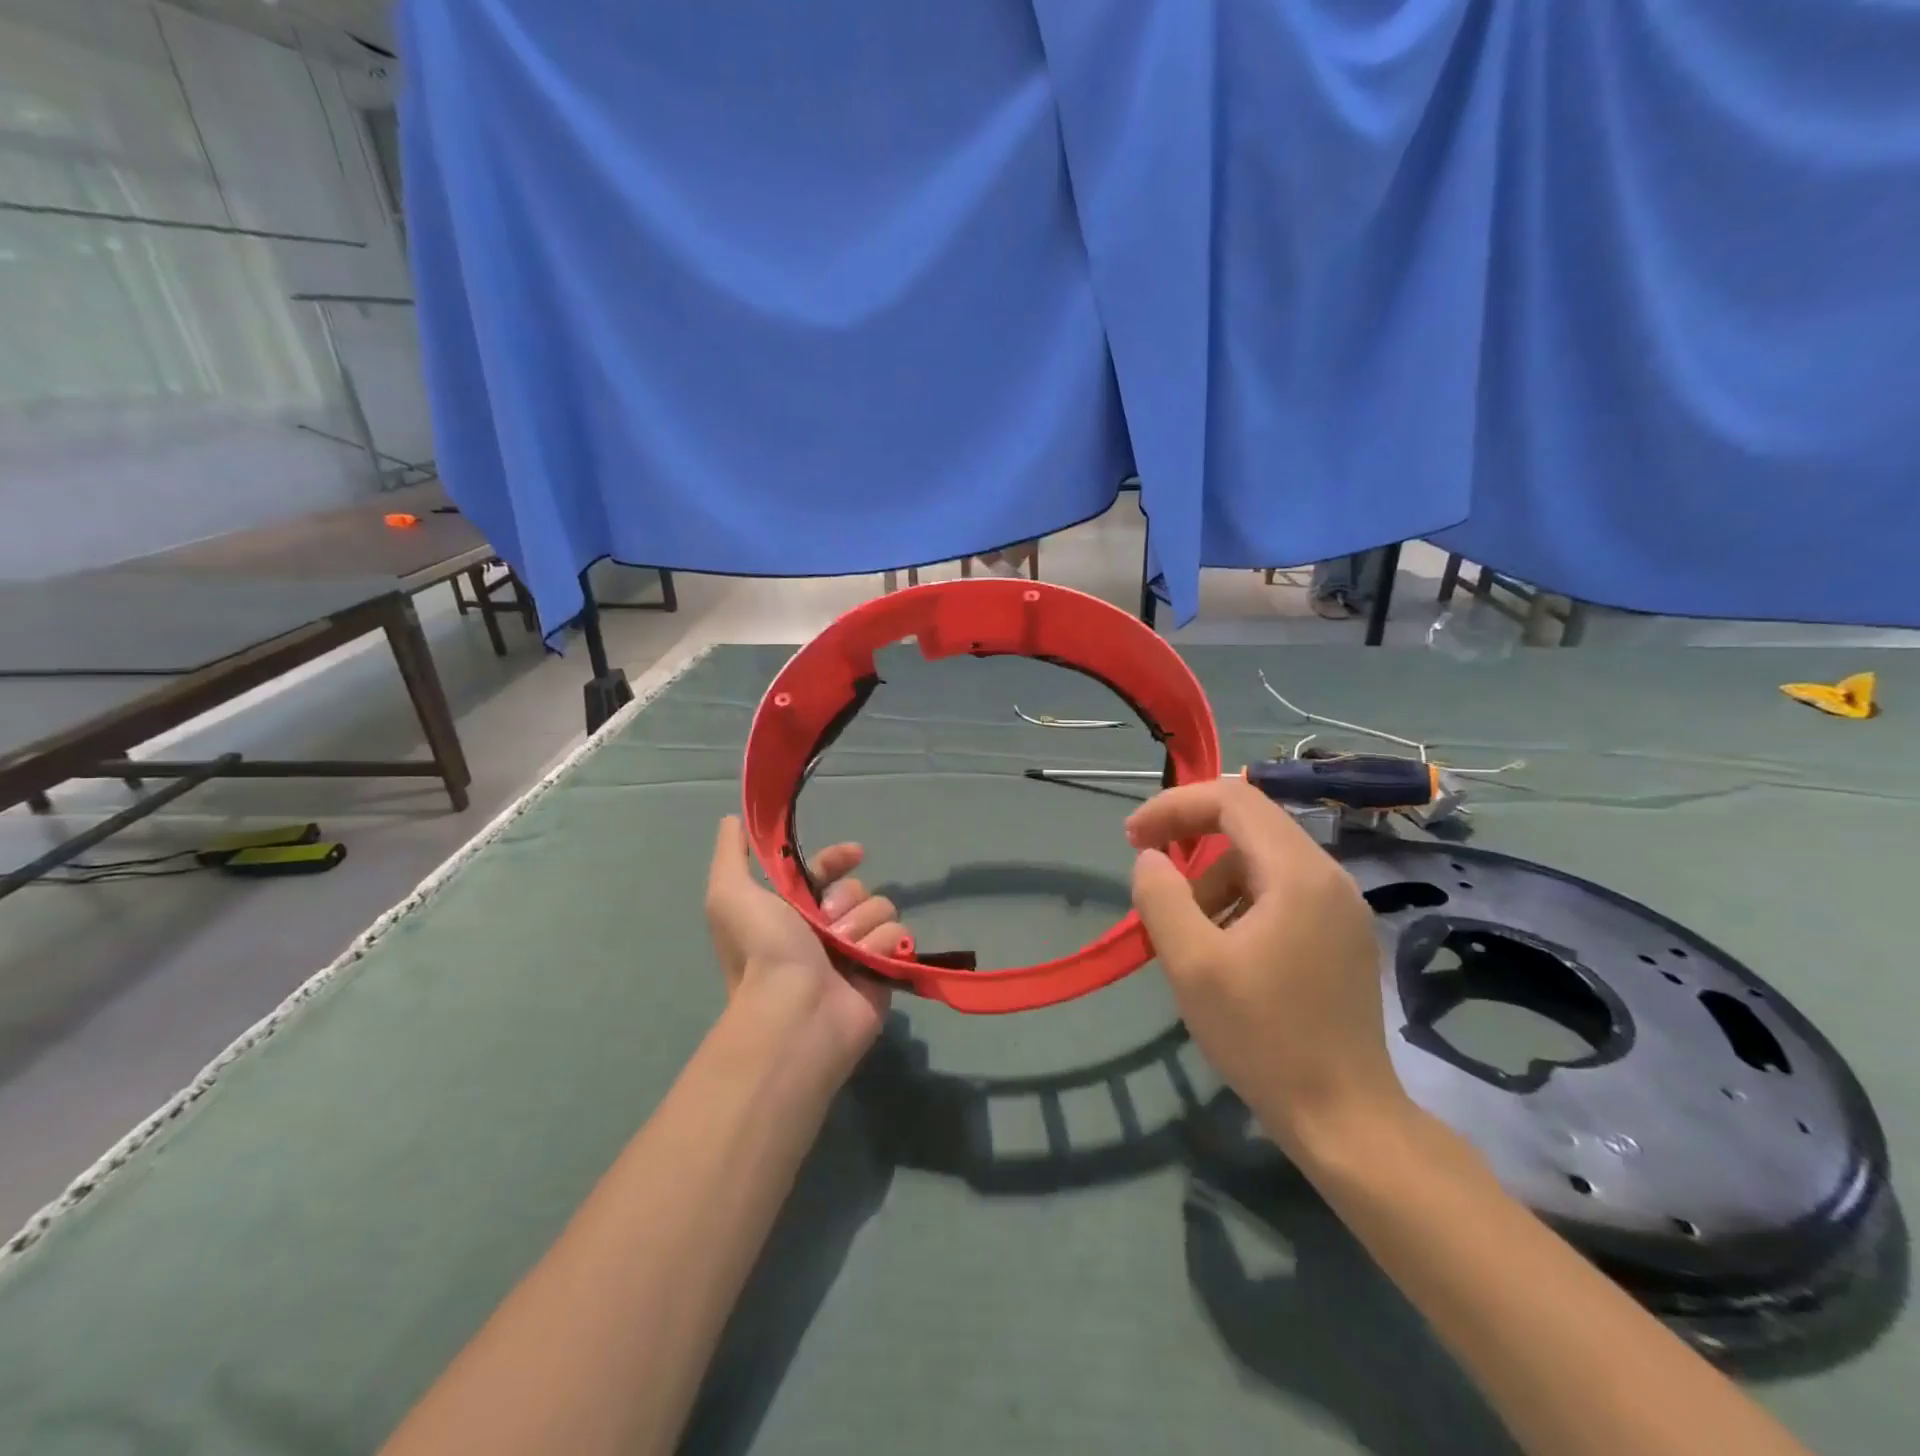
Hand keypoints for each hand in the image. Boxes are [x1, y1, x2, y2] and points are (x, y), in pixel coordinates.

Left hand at [705, 817, 904, 1074]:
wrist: (795, 1012)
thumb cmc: (762, 950)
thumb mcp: (729, 894)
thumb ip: (731, 854)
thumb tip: (733, 819)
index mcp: (793, 911)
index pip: (826, 871)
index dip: (838, 859)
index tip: (853, 854)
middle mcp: (826, 930)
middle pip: (857, 888)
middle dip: (846, 898)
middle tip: (827, 921)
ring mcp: (857, 952)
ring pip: (881, 909)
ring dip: (861, 925)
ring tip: (841, 950)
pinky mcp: (884, 971)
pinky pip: (899, 936)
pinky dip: (881, 946)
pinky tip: (863, 963)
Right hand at [1126, 779, 1409, 1152]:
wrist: (1344, 1117)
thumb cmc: (1263, 1036)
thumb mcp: (1192, 964)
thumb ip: (1161, 897)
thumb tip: (1150, 859)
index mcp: (1297, 873)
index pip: (1232, 799)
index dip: (1174, 806)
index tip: (1132, 838)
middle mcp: (1327, 876)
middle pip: (1249, 822)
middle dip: (1189, 836)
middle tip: (1148, 869)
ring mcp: (1341, 907)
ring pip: (1262, 859)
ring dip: (1212, 877)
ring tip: (1185, 928)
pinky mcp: (1341, 935)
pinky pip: (1280, 891)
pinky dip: (1239, 900)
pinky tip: (1222, 947)